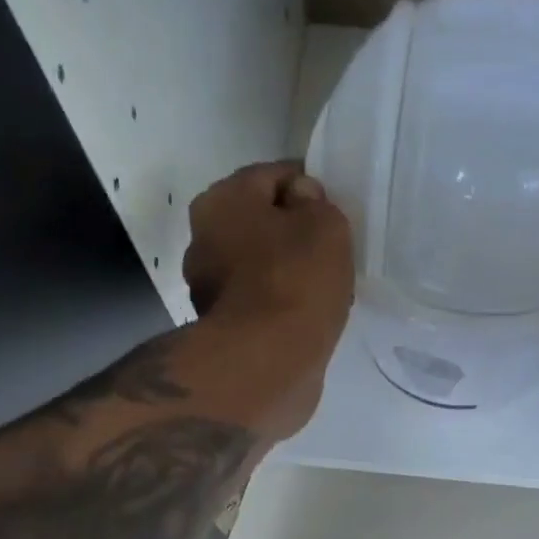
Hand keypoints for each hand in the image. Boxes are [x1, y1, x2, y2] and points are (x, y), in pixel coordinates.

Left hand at [183, 160, 354, 437]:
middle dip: (292, 231)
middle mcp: (204, 238)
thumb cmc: (296, 281)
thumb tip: (301, 203)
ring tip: (323, 288)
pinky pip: (259, 301)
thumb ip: (316, 203)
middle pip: (260, 221)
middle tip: (331, 250)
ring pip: (258, 263)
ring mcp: (208, 287)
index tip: (334, 210)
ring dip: (285, 270)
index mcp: (222, 200)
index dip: (308, 187)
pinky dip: (279, 303)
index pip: (273, 176)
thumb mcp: (325, 225)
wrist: (268, 363)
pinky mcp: (222, 327)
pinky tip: (306, 315)